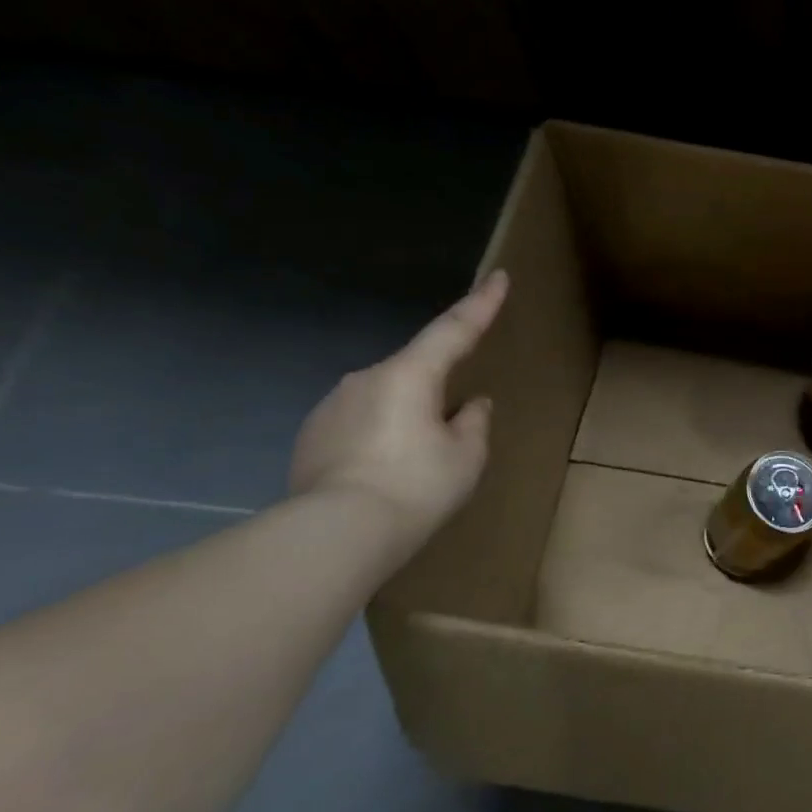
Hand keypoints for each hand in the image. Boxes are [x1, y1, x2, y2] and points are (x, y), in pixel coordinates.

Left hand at [288, 270, 509, 544]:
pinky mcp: (311, 436)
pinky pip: (360, 424)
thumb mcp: (467, 456)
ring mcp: (332, 406)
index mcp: (409, 375)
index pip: (454, 329)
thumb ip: (474, 422)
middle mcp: (366, 379)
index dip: (481, 303)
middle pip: (416, 372)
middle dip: (438, 392)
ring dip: (407, 418)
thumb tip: (470, 405)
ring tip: (417, 465)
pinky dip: (379, 438)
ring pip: (386, 399)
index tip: (499, 276)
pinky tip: (385, 474)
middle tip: (453, 433)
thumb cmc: (416, 486)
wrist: (334, 534)